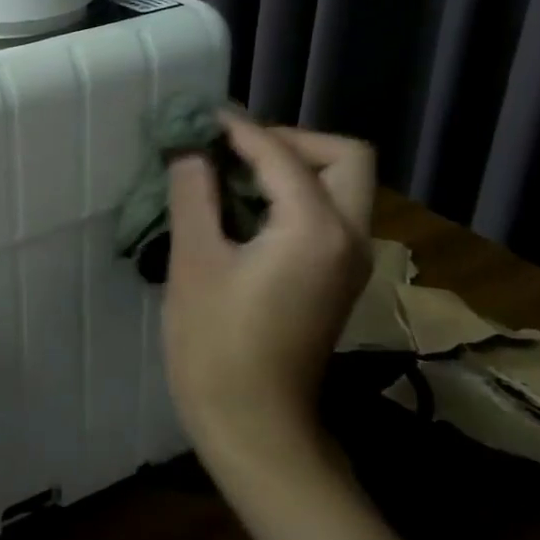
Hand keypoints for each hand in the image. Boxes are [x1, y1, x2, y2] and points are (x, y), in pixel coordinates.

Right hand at [163, 113, 374, 485]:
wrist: (253, 423)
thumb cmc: (216, 344)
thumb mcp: (195, 261)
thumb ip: (194, 192)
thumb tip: (189, 146)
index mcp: (315, 228)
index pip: (281, 153)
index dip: (238, 129)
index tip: (198, 116)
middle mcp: (350, 236)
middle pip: (343, 157)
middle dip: (287, 141)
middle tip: (230, 149)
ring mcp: (350, 260)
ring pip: (341, 184)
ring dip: (292, 166)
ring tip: (229, 174)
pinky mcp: (338, 278)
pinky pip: (329, 213)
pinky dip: (294, 196)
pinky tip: (244, 210)